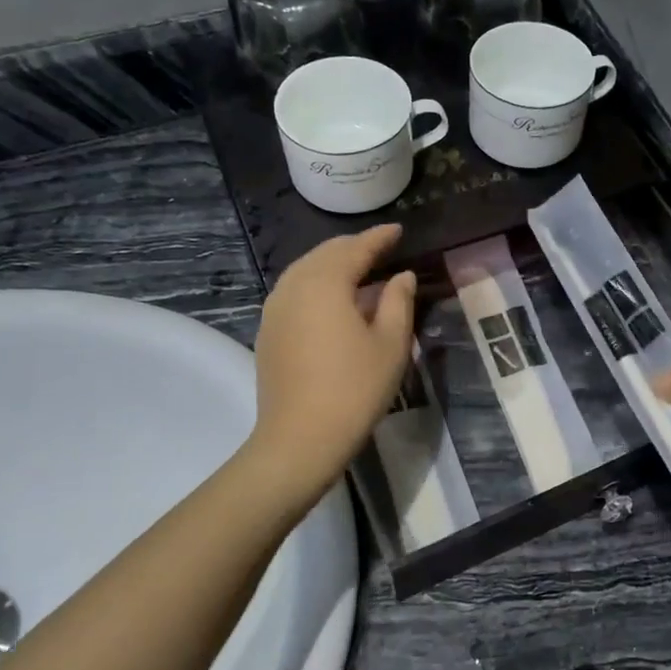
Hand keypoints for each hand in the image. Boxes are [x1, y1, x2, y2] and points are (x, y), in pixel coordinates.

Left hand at [250, 224, 415, 489]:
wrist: (300, 438)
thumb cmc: (355, 388)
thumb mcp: (391, 344)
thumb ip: (398, 301)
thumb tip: (401, 276)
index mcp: (325, 282)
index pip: (355, 248)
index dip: (379, 238)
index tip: (398, 231)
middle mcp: (294, 286)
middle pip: (325, 254)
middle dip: (354, 248)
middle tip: (381, 249)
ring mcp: (275, 309)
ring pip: (306, 271)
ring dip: (333, 266)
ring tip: (360, 273)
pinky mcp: (268, 331)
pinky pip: (295, 292)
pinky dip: (318, 286)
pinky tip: (335, 302)